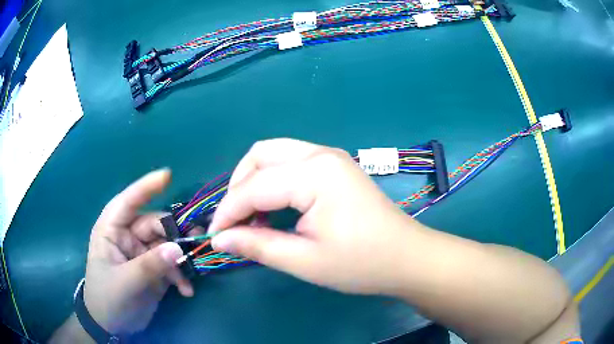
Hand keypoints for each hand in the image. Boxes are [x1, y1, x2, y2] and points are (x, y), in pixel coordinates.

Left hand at [83, 169, 192, 333]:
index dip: (146, 187)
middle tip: (197, 242)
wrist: (112, 326)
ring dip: (181, 258)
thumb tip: (178, 248)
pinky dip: (181, 276)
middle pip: (156, 225)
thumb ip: (149, 265)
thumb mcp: (125, 282)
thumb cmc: (107, 298)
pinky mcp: (154, 269)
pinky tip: (186, 290)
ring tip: (192, 273)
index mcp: (112, 230)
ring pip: (167, 244)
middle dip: (175, 234)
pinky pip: (172, 264)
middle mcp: (128, 236)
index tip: (168, 176)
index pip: (128, 202)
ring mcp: (142, 253)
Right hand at [209, 139, 421, 294]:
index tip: (214, 236)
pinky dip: (273, 181)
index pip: (253, 187)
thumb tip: (219, 239)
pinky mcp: (335, 167)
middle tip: (234, 222)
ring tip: (252, 217)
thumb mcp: (304, 260)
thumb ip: (257, 245)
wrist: (407, 258)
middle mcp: (320, 154)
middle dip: (238, 186)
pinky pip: (291, 163)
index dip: (227, 212)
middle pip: (260, 155)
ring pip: (275, 155)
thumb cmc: (361, 263)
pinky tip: (275, 208)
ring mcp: (330, 157)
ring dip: (254, 181)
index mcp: (314, 173)